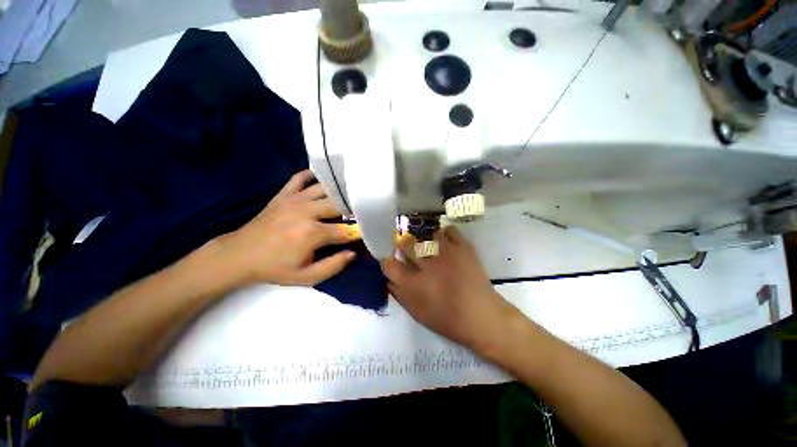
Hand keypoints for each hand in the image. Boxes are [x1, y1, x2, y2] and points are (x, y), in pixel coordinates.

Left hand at [216, 170, 360, 286]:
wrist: (239, 255)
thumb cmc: (275, 268)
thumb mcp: (306, 278)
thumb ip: (332, 266)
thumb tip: (352, 253)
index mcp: (312, 233)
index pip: (345, 230)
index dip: (359, 232)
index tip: (367, 232)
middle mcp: (306, 211)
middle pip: (339, 204)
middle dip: (354, 208)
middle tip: (362, 212)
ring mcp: (294, 200)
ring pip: (324, 188)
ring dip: (338, 192)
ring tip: (349, 195)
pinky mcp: (283, 194)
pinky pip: (300, 178)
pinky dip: (311, 176)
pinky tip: (321, 180)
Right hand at [381, 227, 517, 351]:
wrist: (481, 316)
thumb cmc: (447, 320)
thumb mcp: (417, 313)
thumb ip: (400, 295)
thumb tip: (389, 281)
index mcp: (412, 284)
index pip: (389, 265)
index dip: (388, 261)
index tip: (392, 261)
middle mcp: (425, 265)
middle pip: (406, 244)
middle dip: (404, 244)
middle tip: (408, 248)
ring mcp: (445, 254)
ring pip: (427, 235)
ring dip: (426, 240)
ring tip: (431, 246)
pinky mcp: (461, 248)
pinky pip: (449, 231)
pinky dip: (446, 234)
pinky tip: (447, 241)